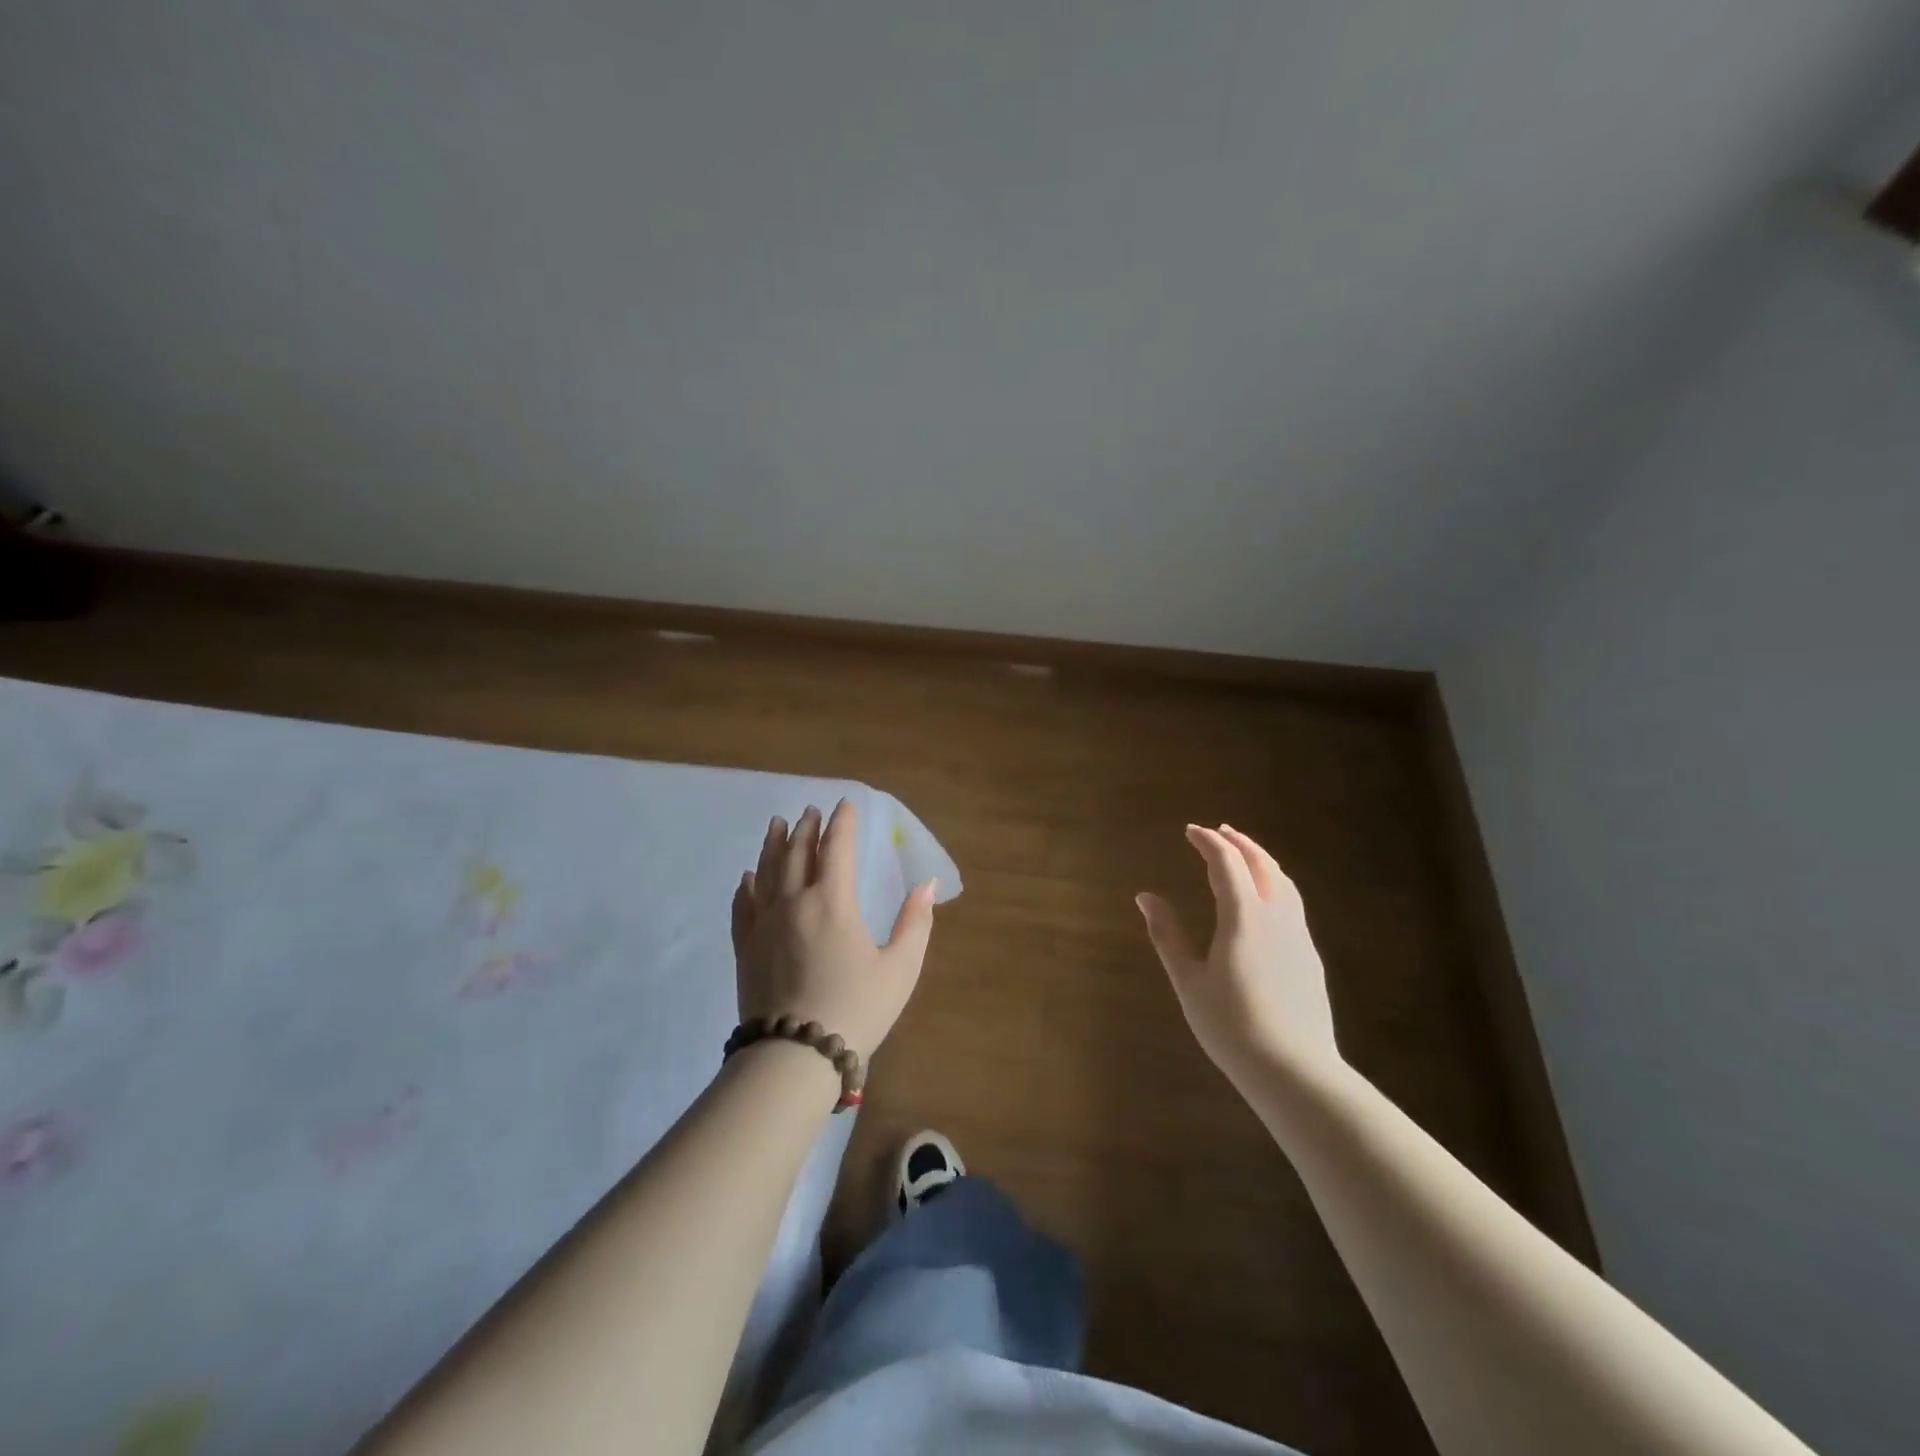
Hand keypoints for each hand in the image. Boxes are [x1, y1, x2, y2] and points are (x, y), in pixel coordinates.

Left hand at [731, 799, 936, 1062]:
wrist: (794, 1055)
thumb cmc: (856, 1009)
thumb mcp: (900, 968)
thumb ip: (915, 922)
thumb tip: (926, 883)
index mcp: (833, 902)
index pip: (837, 849)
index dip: (841, 823)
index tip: (844, 804)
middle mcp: (794, 902)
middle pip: (798, 853)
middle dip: (807, 828)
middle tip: (810, 811)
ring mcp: (764, 924)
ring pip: (766, 871)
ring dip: (773, 844)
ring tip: (777, 824)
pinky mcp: (745, 947)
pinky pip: (742, 906)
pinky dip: (746, 886)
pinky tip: (747, 877)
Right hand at [1137, 824, 1341, 1085]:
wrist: (1294, 1070)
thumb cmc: (1231, 1026)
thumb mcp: (1188, 981)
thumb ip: (1167, 934)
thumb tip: (1145, 896)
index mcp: (1244, 918)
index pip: (1227, 863)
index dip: (1208, 842)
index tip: (1190, 831)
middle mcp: (1276, 917)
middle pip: (1262, 864)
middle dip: (1239, 842)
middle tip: (1218, 831)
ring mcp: (1298, 936)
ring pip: (1283, 882)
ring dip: (1261, 859)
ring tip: (1244, 854)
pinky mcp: (1309, 956)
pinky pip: (1292, 902)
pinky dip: (1274, 883)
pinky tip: (1265, 898)